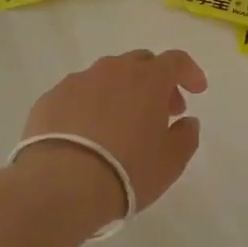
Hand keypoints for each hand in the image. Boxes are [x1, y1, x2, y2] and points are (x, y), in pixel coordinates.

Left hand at [18, 49, 207, 227]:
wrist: (61, 186)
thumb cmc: (127, 171)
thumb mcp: (171, 161)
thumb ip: (186, 135)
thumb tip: (186, 121)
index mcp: (148, 79)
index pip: (176, 61)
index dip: (189, 72)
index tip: (196, 90)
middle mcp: (113, 70)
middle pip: (140, 63)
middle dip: (155, 82)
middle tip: (160, 111)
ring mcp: (78, 81)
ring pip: (106, 76)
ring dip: (120, 92)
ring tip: (120, 124)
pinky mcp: (50, 98)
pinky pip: (78, 94)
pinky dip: (89, 106)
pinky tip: (86, 134)